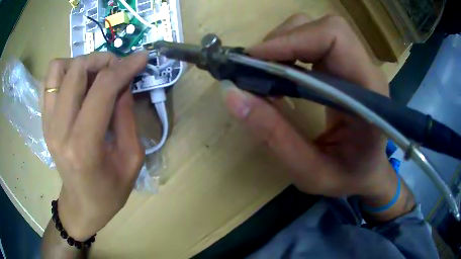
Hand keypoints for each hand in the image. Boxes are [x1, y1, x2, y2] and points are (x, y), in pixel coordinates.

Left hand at [42, 52, 147, 240]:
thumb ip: (127, 117)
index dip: (124, 67)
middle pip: (76, 70)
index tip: (141, 58)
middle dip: (103, 60)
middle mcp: (59, 130)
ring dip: (80, 64)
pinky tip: (78, 86)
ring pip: (58, 69)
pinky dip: (66, 73)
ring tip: (94, 76)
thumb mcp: (131, 159)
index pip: (102, 89)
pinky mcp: (44, 121)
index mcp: (83, 146)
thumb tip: (125, 83)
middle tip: (117, 69)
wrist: (81, 205)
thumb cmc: (109, 192)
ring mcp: (47, 123)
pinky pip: (50, 81)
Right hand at [223, 14, 395, 197]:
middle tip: (255, 68)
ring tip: (265, 72)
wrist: (367, 173)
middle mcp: (366, 70)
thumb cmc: (347, 177)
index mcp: (369, 93)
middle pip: (324, 27)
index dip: (292, 40)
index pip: (335, 38)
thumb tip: (232, 94)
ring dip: (284, 43)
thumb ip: (274, 136)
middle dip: (284, 39)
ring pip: (316, 29)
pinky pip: (314, 42)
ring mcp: (356, 64)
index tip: (254, 60)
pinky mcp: (345, 66)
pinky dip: (289, 50)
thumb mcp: (310, 171)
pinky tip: (279, 72)